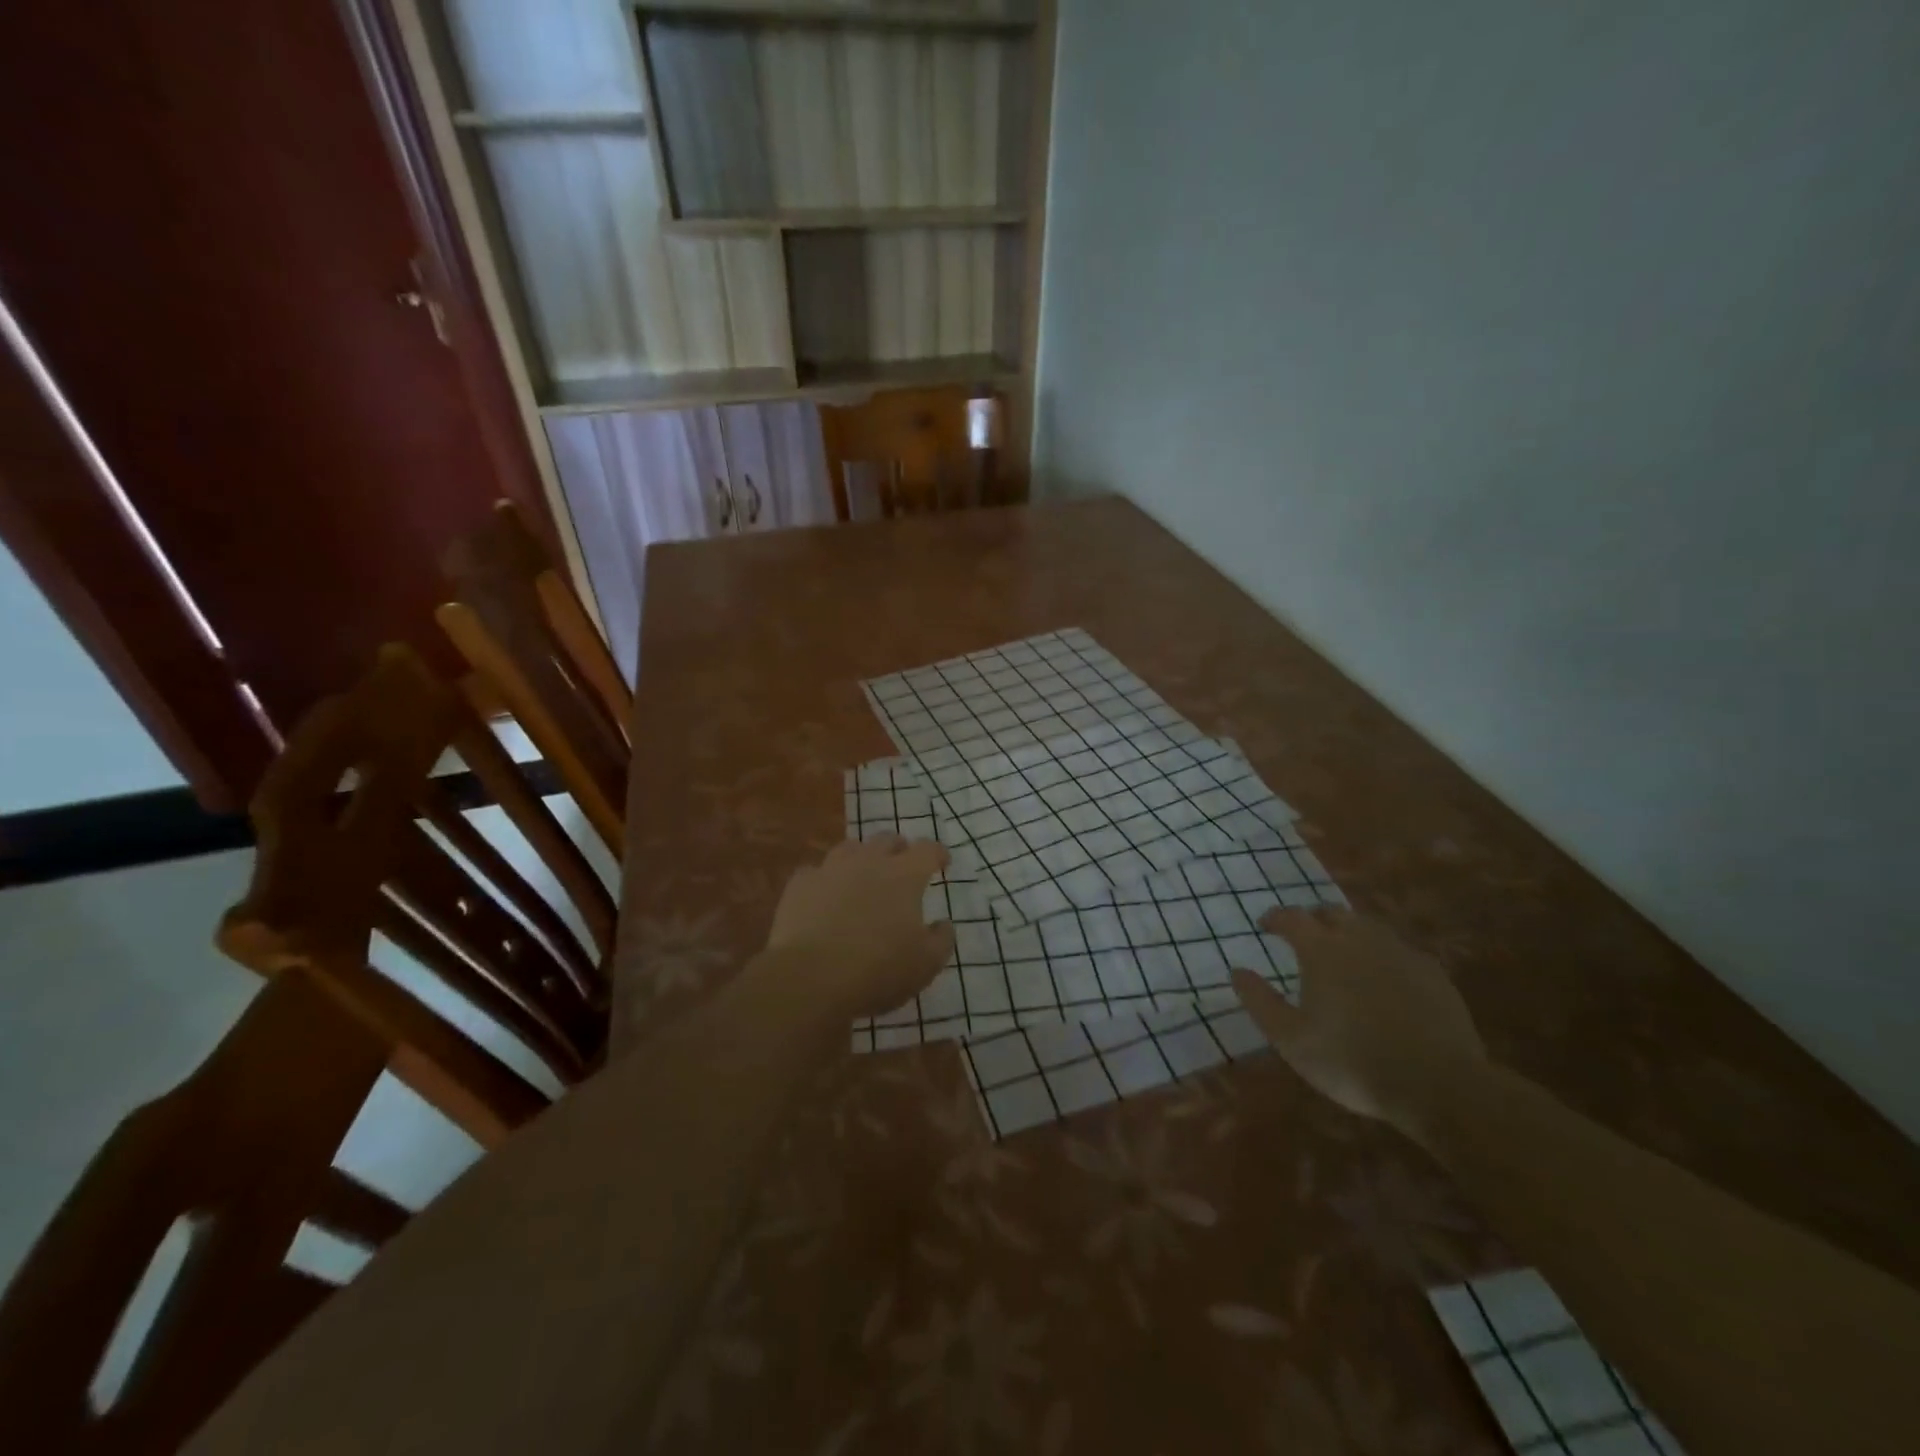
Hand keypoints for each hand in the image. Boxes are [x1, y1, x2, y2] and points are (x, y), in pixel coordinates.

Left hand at [765, 835, 955, 1019]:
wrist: (809, 977)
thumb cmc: (877, 970)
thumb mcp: (925, 965)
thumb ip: (941, 940)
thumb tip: (943, 924)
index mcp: (904, 875)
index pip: (927, 850)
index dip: (937, 853)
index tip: (941, 862)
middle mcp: (868, 861)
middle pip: (887, 839)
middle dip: (898, 849)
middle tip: (902, 865)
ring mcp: (830, 869)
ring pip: (850, 848)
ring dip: (861, 857)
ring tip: (862, 875)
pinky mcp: (800, 884)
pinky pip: (815, 872)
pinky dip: (825, 880)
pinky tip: (824, 896)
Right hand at [1231, 906, 1486, 1137]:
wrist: (1440, 1085)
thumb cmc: (1352, 1061)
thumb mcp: (1291, 1040)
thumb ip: (1259, 1001)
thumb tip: (1237, 971)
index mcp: (1321, 950)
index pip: (1291, 917)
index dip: (1275, 918)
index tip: (1265, 926)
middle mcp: (1360, 939)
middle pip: (1332, 913)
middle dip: (1313, 920)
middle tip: (1304, 939)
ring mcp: (1400, 952)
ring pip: (1368, 927)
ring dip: (1349, 933)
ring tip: (1343, 955)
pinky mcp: (1433, 972)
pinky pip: (1399, 950)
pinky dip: (1382, 955)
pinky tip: (1384, 979)